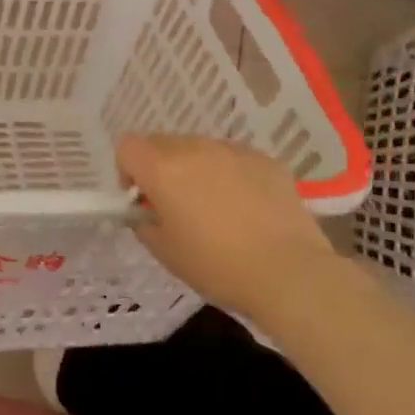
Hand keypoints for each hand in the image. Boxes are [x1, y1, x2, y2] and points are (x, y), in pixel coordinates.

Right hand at [118, 134, 345, 318]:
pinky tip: (245, 208)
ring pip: (199, 148)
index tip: (142, 200)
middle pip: (162, 143)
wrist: (287, 271)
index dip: (127, 170)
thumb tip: (146, 212)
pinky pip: (233, 158)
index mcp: (162, 168)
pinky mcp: (265, 159)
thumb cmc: (216, 265)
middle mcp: (194, 148)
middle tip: (175, 205)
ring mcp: (232, 150)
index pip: (127, 146)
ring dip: (195, 169)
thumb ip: (145, 223)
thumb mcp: (165, 252)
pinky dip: (229, 174)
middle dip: (160, 168)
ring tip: (215, 207)